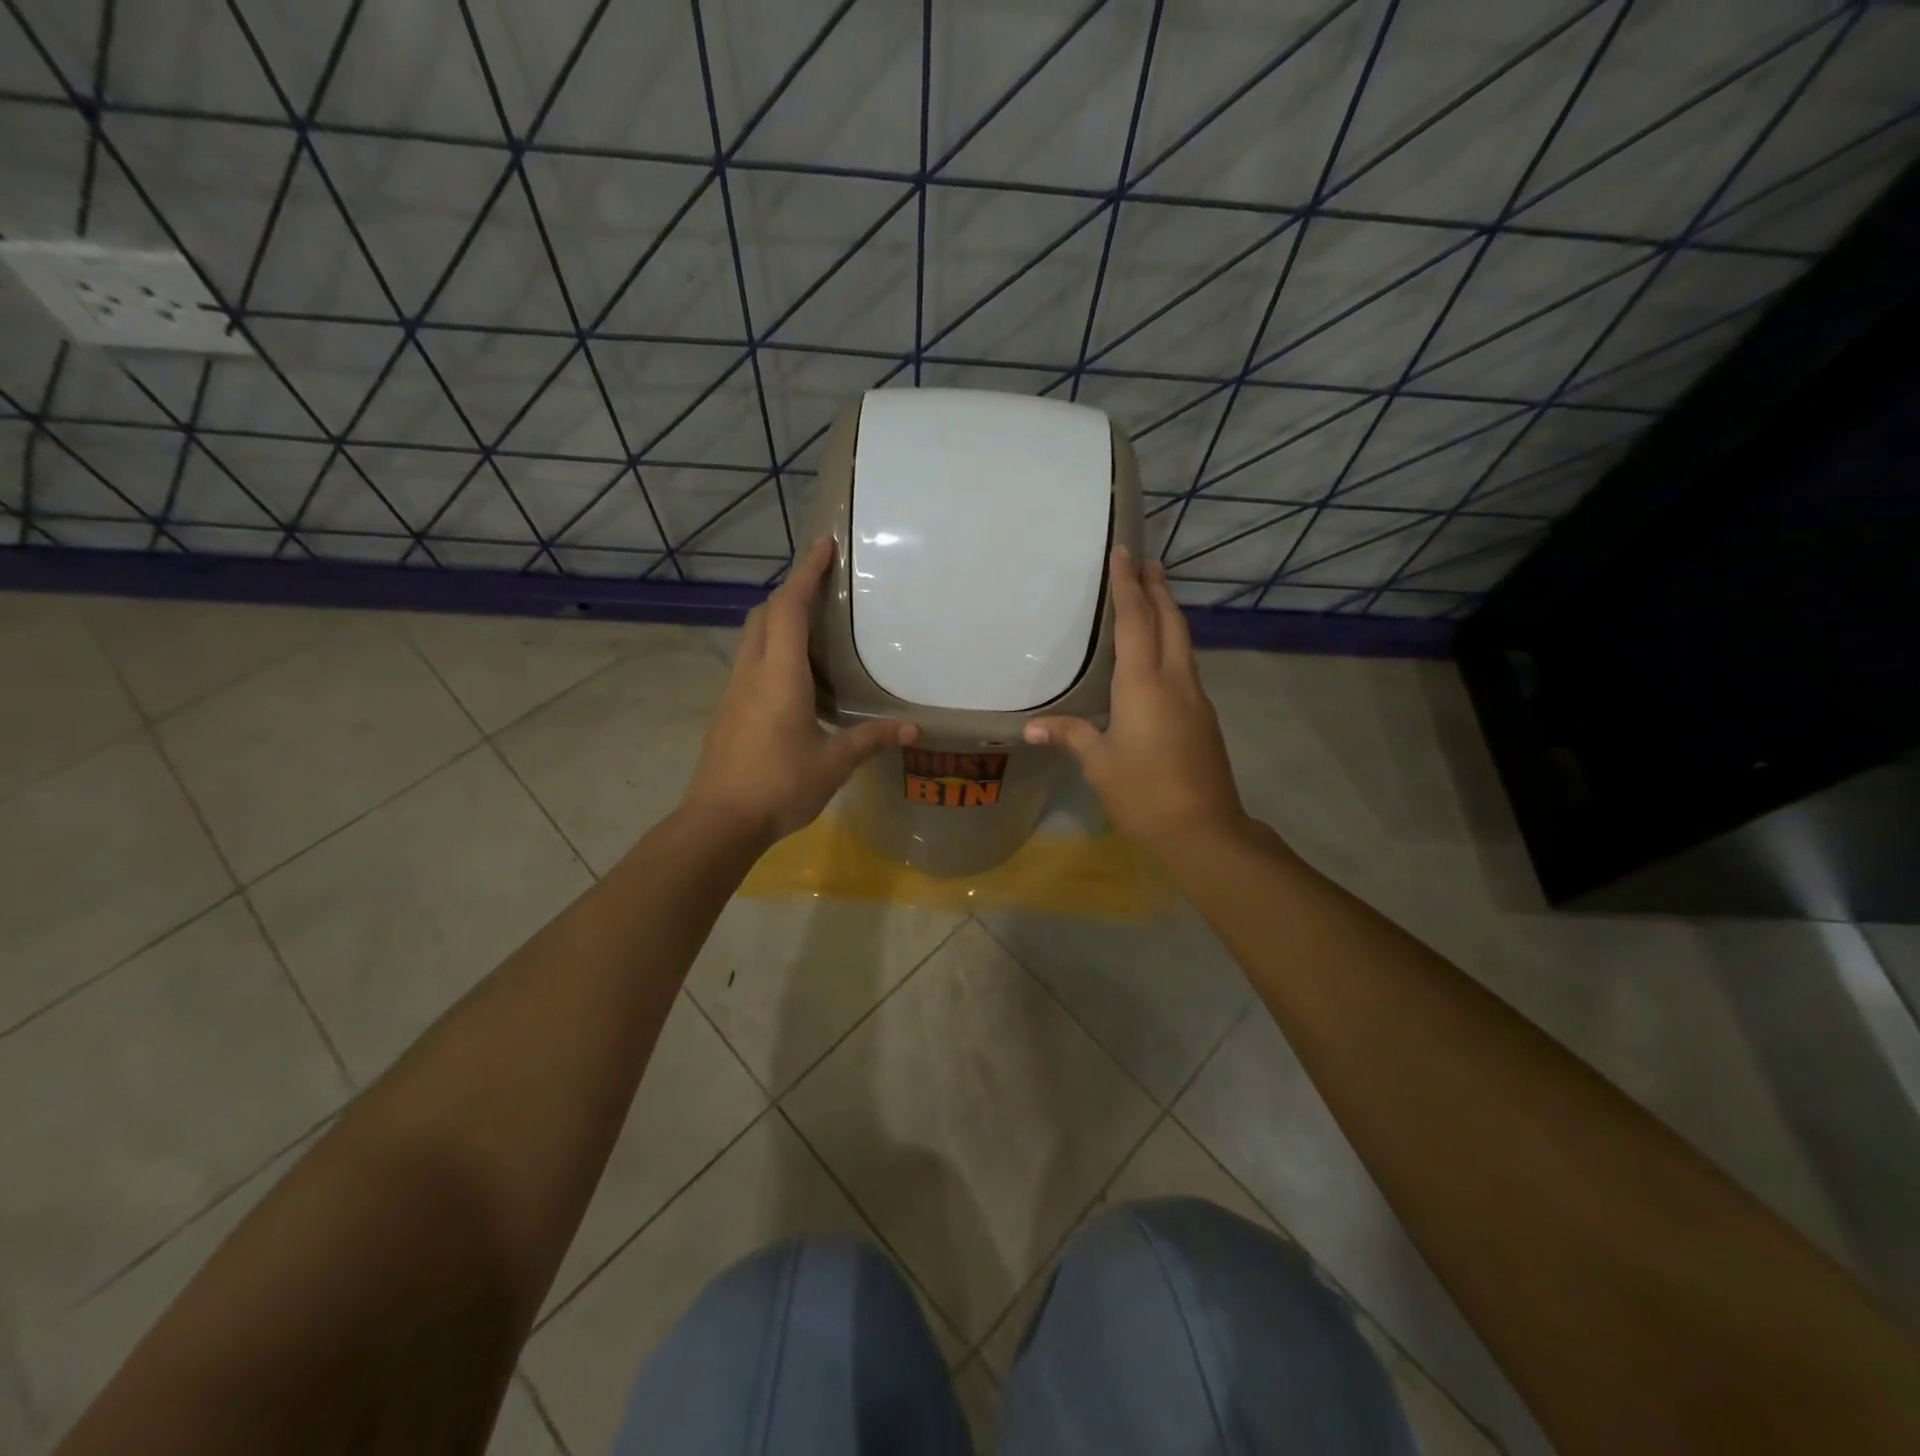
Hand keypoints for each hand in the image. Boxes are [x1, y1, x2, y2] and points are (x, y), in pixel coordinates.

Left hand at [683, 538, 916, 845]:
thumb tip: (913, 730)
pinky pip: (750, 661)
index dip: (806, 572)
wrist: (718, 822)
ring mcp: (734, 690)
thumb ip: (870, 740)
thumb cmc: (779, 786)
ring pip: (752, 636)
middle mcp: (752, 672)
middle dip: (790, 590)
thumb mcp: (833, 764)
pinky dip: (771, 648)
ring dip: (777, 618)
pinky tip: (793, 675)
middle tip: (822, 584)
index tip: (823, 545)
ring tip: (812, 624)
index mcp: (779, 675)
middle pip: (764, 613)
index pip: (789, 607)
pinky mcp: (727, 710)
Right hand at [1025, 547, 1246, 846]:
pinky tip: (1160, 655)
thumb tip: (1032, 728)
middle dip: (1158, 589)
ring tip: (1154, 596)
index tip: (1125, 553)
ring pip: (1183, 643)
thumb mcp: (1099, 764)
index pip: (1136, 622)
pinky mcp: (1203, 718)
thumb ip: (1071, 736)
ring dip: (1169, 614)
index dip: (1128, 586)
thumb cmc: (1144, 793)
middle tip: (1147, 562)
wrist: (1204, 830)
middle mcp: (1174, 681)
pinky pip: (1185, 666)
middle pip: (1170, 622)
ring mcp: (1195, 699)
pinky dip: (1172, 645)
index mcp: (1144, 685)